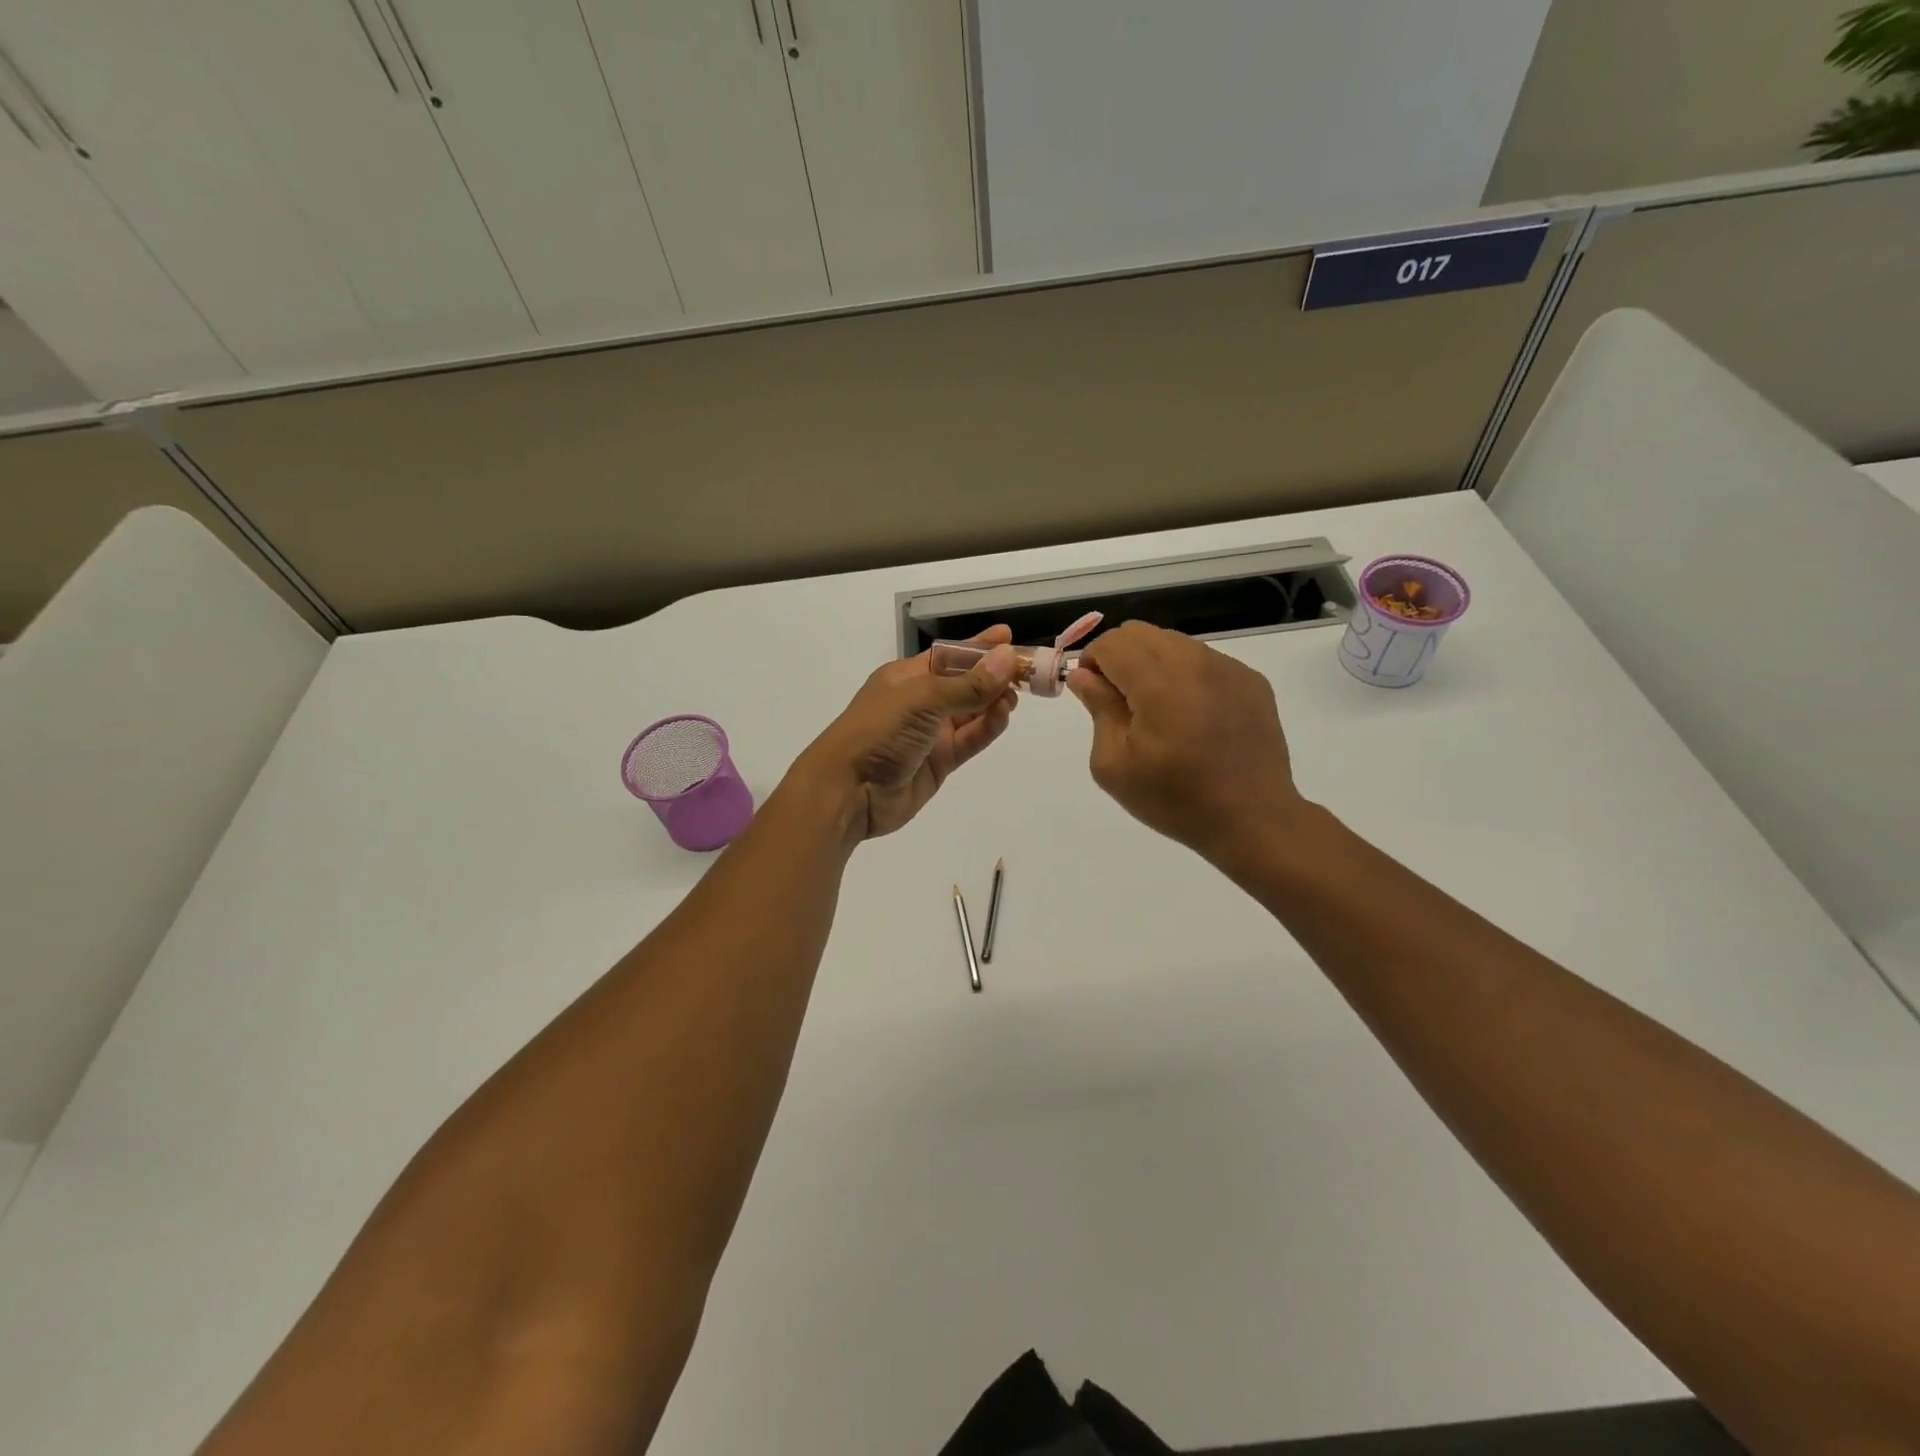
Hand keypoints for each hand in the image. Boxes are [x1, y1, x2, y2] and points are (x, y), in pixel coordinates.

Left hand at [793, 627, 1019, 841]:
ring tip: (1016, 696)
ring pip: (971, 712)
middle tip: (1029, 671)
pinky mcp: (940, 762)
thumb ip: (968, 684)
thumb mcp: (922, 699)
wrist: (849, 791)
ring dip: (993, 702)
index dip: (978, 647)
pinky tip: (1003, 716)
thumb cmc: (878, 732)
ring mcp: (930, 733)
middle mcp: (920, 702)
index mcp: (907, 677)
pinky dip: (987, 728)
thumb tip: (1008, 658)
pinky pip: (970, 740)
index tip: (1008, 637)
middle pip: (964, 683)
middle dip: (994, 676)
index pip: (949, 655)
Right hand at [1068, 622, 1302, 868]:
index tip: (1094, 695)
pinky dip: (1185, 675)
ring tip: (1158, 711)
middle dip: (1119, 657)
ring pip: (1173, 642)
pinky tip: (1192, 717)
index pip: (1111, 643)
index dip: (1091, 662)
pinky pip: (1204, 660)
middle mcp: (1195, 663)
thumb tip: (1083, 675)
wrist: (1252, 819)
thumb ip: (1098, 709)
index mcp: (1159, 683)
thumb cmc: (1174, 799)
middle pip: (1140, 632)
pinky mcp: (1251, 680)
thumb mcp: (1114, 765)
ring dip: (1152, 664)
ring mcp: (1228, 668)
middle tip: (1121, 702)